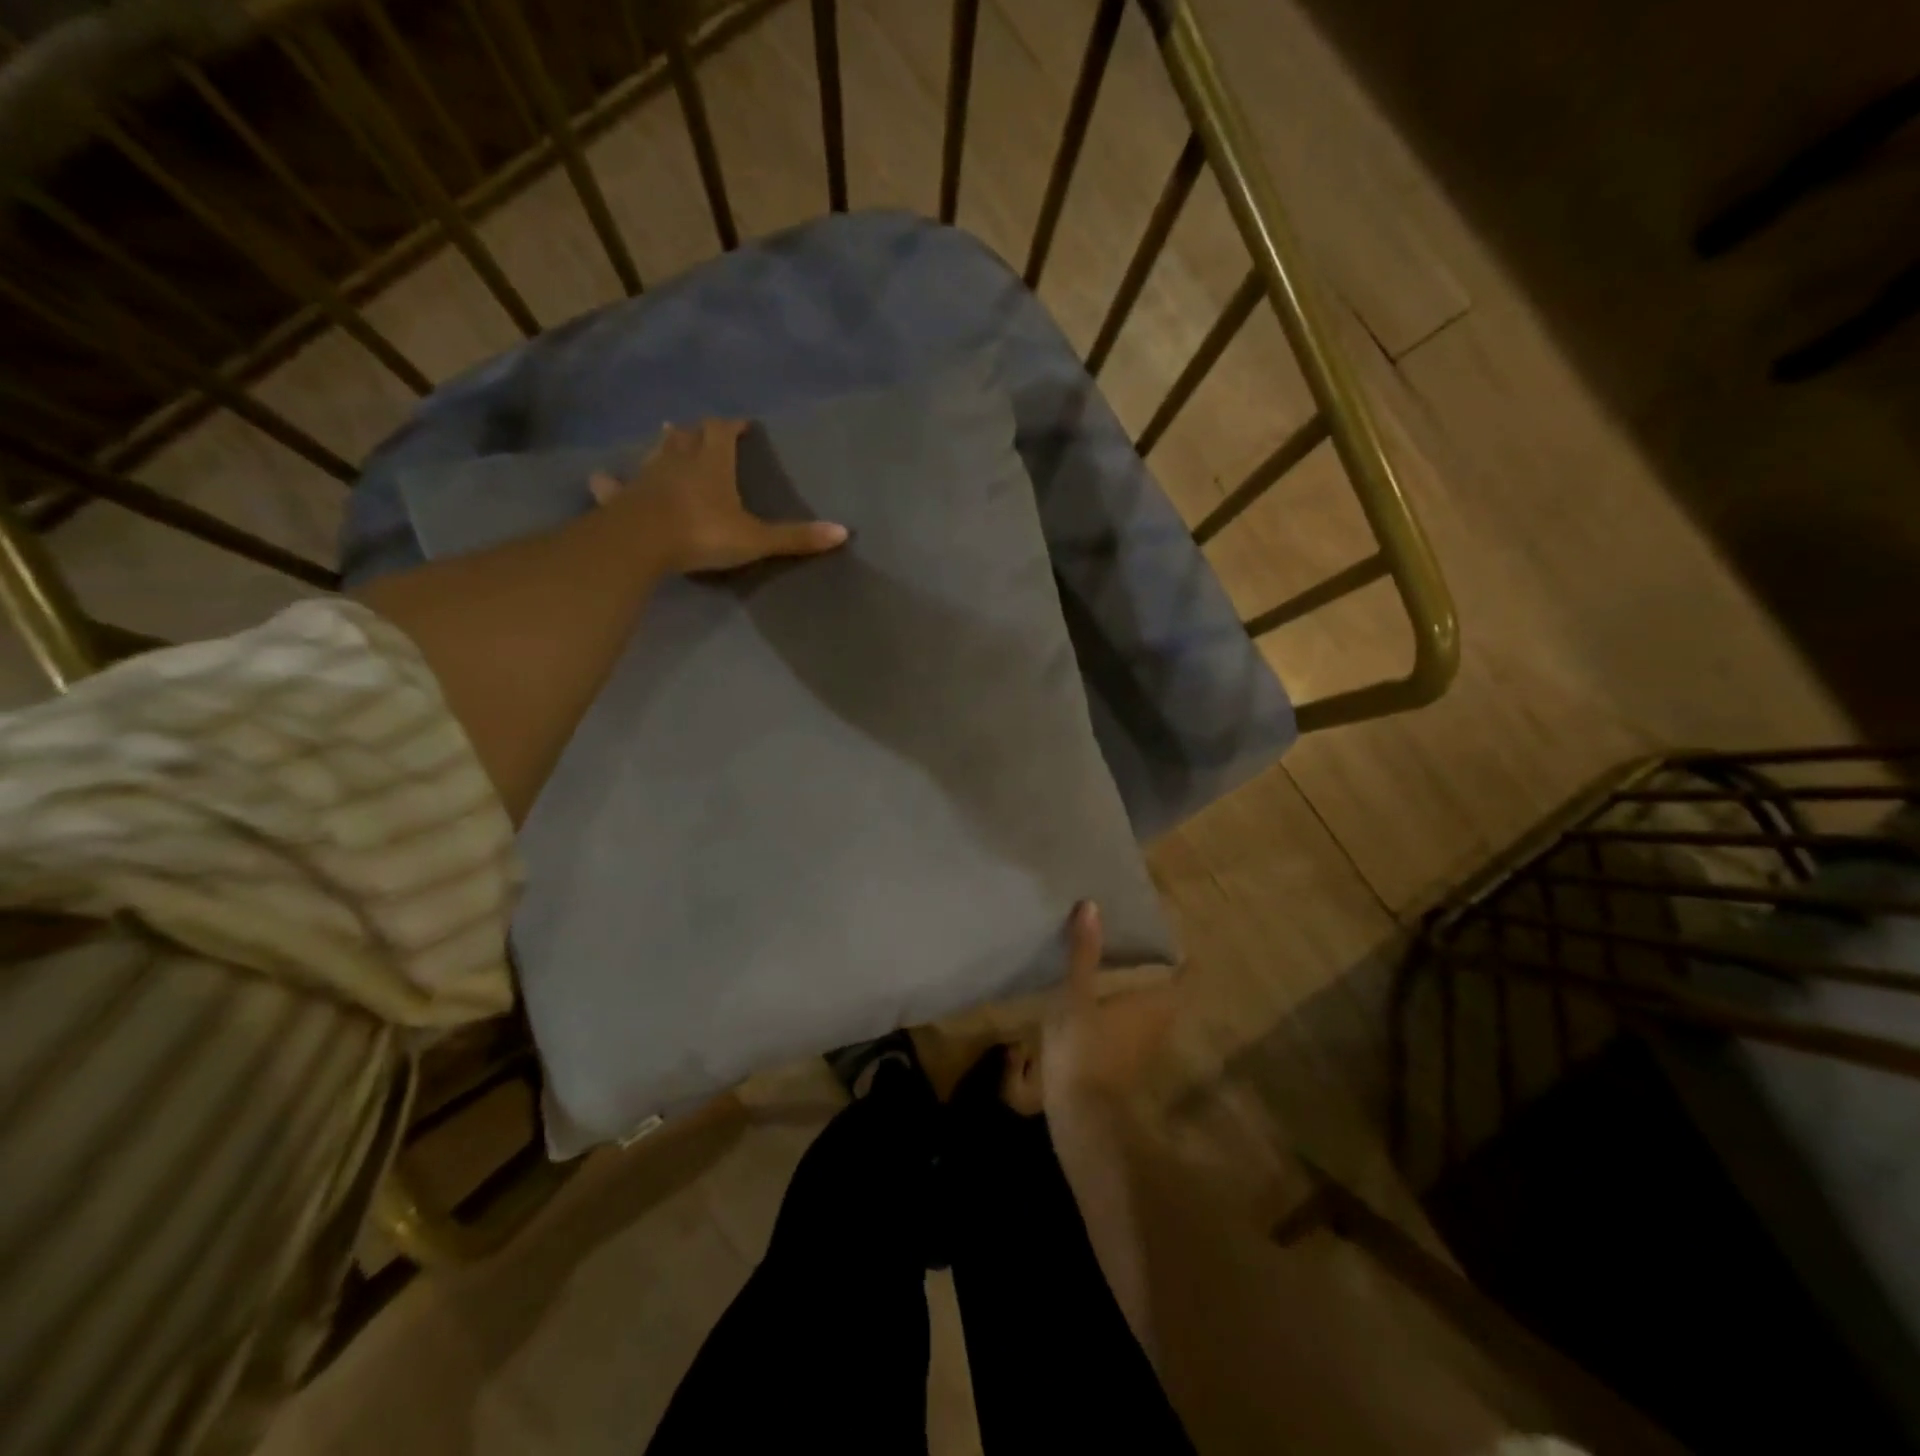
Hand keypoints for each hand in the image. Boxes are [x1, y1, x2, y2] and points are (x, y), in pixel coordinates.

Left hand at [588, 418, 847, 575]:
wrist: (642, 543)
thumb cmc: (702, 533)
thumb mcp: (756, 539)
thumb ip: (796, 537)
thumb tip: (844, 532)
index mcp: (712, 463)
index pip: (721, 431)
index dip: (731, 425)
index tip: (741, 424)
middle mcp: (678, 461)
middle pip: (686, 436)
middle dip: (697, 432)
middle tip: (703, 431)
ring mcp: (645, 477)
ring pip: (655, 453)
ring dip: (663, 446)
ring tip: (667, 438)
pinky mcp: (620, 498)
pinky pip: (614, 485)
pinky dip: (612, 482)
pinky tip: (603, 480)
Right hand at [1004, 901, 1177, 1116]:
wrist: (1082, 1119)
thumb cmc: (1084, 1049)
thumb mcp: (1076, 996)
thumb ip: (1084, 954)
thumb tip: (1092, 905)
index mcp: (1155, 1002)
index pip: (1187, 975)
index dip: (1185, 956)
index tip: (1175, 935)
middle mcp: (1160, 1023)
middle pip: (1170, 991)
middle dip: (1159, 968)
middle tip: (1137, 941)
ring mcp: (1146, 1047)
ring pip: (1152, 1011)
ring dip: (1141, 990)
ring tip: (1117, 964)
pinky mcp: (1128, 1064)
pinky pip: (1134, 1027)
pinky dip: (1125, 1010)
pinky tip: (1101, 1002)